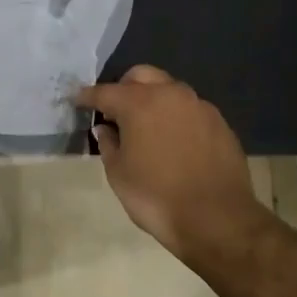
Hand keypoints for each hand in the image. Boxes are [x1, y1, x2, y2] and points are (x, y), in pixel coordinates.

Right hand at [76, 66, 271, 262]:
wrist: (217, 219)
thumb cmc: (156, 196)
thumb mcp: (118, 174)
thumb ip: (108, 144)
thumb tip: (106, 129)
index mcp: (139, 103)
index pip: (105, 92)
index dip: (88, 97)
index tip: (77, 101)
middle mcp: (170, 94)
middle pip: (141, 76)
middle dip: (124, 87)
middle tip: (115, 111)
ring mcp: (199, 106)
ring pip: (169, 89)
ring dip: (153, 99)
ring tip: (145, 126)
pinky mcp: (219, 123)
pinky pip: (190, 109)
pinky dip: (176, 117)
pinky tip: (173, 141)